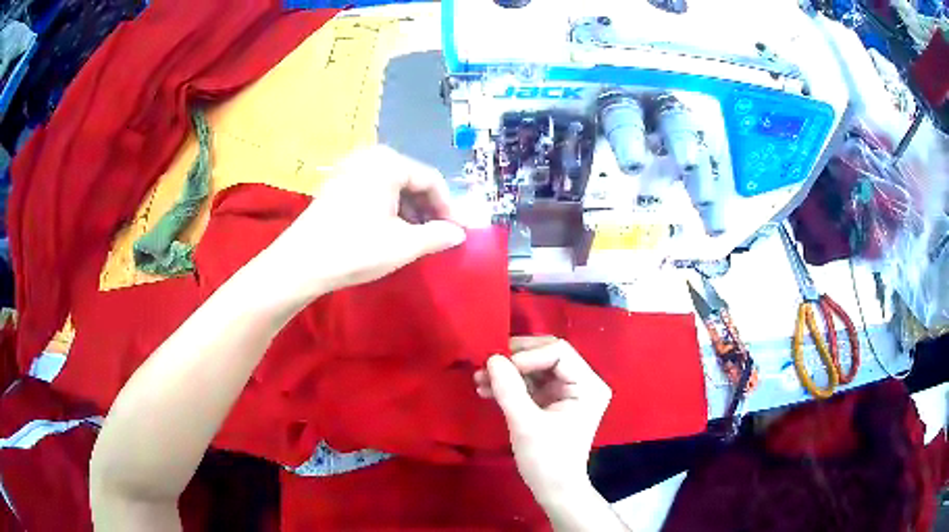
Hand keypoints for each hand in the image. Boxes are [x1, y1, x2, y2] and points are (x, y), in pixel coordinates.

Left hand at [261, 146, 465, 303]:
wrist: (300, 263)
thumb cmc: (355, 249)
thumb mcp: (402, 245)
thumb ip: (437, 236)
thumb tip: (459, 234)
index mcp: (388, 163)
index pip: (431, 179)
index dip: (448, 207)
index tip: (455, 232)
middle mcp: (369, 157)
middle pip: (411, 179)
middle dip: (427, 208)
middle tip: (437, 235)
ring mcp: (349, 168)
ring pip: (391, 185)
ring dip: (408, 209)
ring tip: (416, 236)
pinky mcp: (336, 184)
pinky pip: (373, 189)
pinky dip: (388, 207)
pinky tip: (390, 229)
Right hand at [474, 337, 611, 505]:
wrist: (553, 490)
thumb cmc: (547, 460)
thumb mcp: (526, 425)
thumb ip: (510, 390)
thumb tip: (492, 358)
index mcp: (588, 386)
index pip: (559, 352)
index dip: (528, 356)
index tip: (498, 369)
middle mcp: (583, 382)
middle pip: (547, 354)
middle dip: (515, 360)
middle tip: (486, 365)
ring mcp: (568, 391)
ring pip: (536, 367)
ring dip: (508, 372)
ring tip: (479, 379)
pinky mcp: (553, 401)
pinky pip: (531, 382)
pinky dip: (510, 384)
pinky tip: (487, 389)